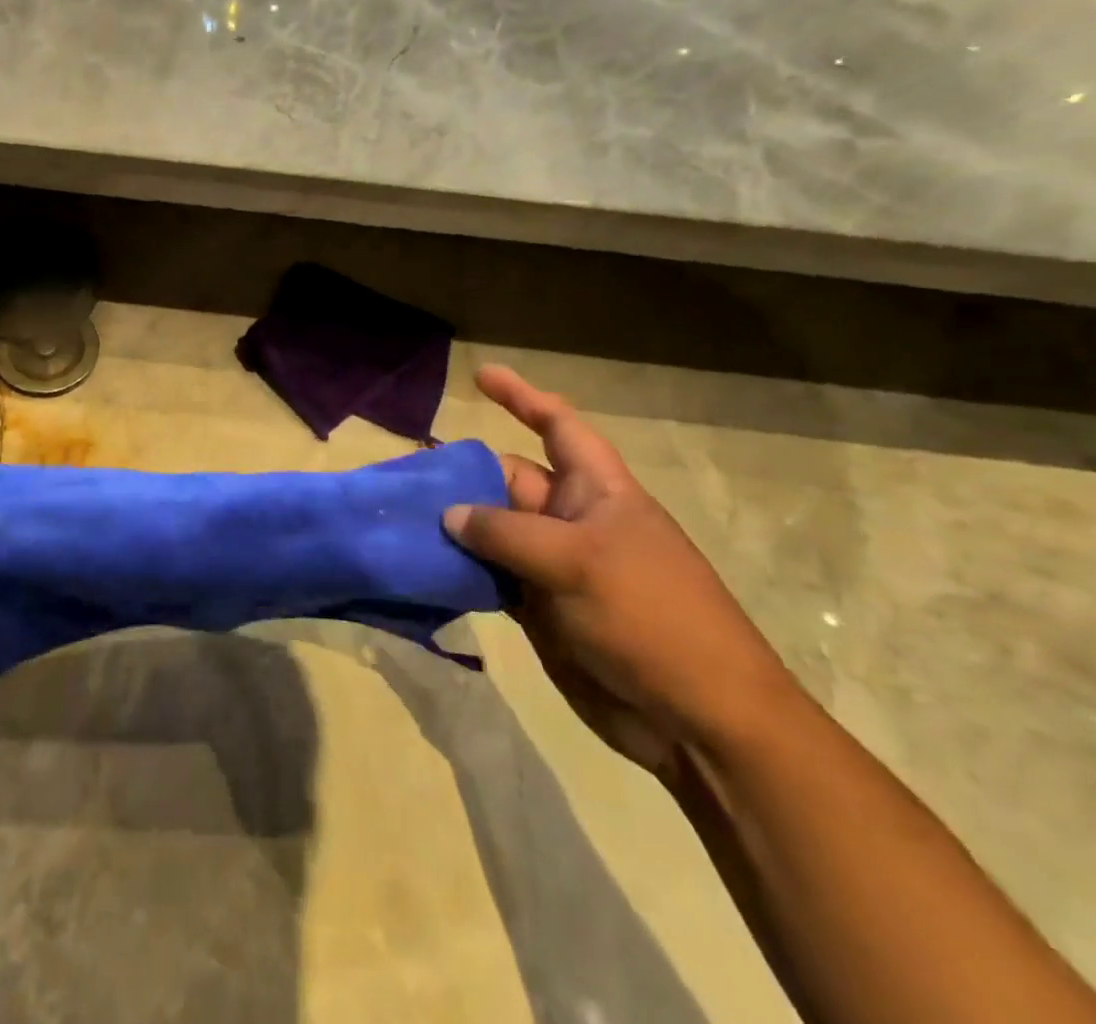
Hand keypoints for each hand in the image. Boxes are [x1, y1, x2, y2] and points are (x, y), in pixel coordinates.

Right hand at [444, 366, 796, 779]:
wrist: (697, 720)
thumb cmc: (650, 617)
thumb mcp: (576, 562)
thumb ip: (504, 532)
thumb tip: (448, 514)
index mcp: (596, 491)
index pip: (556, 426)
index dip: (521, 397)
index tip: (479, 375)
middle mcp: (570, 519)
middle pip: (507, 478)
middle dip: (462, 472)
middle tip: (404, 474)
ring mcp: (552, 565)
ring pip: (490, 529)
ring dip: (452, 524)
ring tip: (397, 516)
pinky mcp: (537, 607)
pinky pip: (488, 575)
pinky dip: (457, 570)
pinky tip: (421, 566)